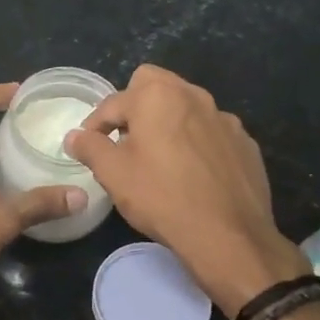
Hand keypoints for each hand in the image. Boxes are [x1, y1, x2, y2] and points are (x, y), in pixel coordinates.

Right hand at [65, 65, 304, 313]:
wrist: (228, 235)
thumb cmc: (161, 197)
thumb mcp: (113, 174)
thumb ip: (90, 148)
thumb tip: (74, 136)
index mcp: (157, 96)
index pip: (113, 103)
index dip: (95, 124)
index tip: (89, 147)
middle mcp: (193, 96)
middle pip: (154, 85)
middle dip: (134, 105)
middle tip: (125, 140)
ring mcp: (224, 118)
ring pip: (186, 107)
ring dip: (167, 122)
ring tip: (159, 157)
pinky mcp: (244, 143)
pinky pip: (210, 132)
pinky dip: (196, 142)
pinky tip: (193, 173)